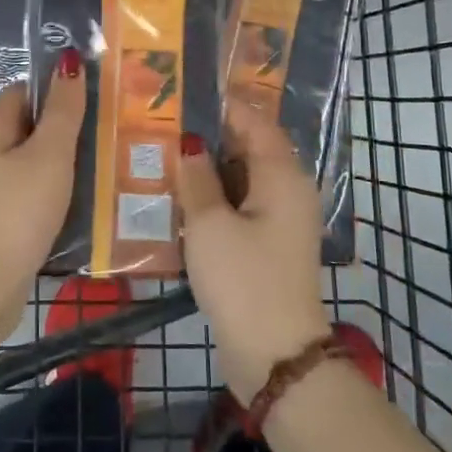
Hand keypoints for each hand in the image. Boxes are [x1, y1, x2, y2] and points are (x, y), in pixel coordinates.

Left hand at [0, 50, 86, 338]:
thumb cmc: (17, 210)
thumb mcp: (50, 154)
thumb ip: (63, 110)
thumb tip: (69, 60)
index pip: (24, 92)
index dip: (56, 90)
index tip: (93, 97)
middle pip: (29, 129)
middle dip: (65, 130)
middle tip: (107, 134)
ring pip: (32, 164)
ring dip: (62, 166)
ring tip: (102, 168)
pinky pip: (30, 195)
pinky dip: (53, 195)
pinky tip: (79, 205)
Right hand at [176, 106, 330, 403]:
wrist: (275, 356)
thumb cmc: (243, 279)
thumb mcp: (209, 224)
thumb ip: (197, 177)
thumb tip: (191, 143)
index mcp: (282, 175)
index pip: (255, 121)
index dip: (222, 106)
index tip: (184, 95)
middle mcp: (287, 190)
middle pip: (248, 149)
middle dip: (209, 138)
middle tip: (163, 126)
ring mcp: (280, 220)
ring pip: (241, 180)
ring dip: (208, 171)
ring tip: (163, 158)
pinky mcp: (268, 246)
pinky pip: (240, 207)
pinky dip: (214, 200)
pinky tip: (179, 201)